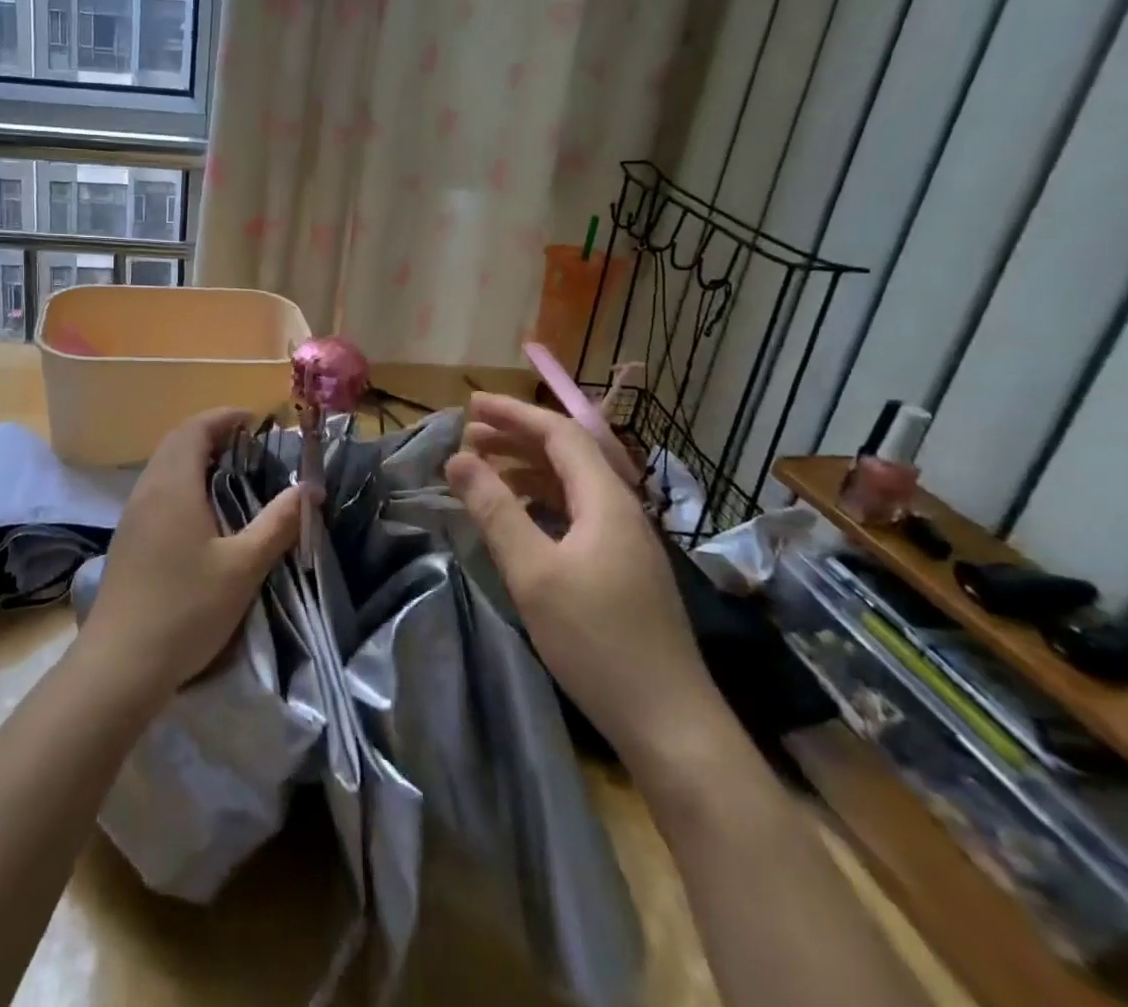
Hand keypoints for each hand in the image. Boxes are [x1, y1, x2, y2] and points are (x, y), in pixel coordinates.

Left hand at [80, 408, 300, 704]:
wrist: (119, 664)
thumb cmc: (186, 609)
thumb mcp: (243, 567)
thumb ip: (278, 524)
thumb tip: (309, 488)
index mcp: (174, 484)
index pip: (196, 428)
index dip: (225, 417)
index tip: (256, 420)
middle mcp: (148, 489)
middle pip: (178, 442)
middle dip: (213, 434)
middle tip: (250, 446)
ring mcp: (132, 514)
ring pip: (165, 466)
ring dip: (196, 458)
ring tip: (233, 474)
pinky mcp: (128, 538)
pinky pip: (158, 490)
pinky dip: (183, 482)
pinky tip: (203, 513)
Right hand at [445, 392, 718, 761]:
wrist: (669, 723)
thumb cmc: (596, 640)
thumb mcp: (533, 572)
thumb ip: (494, 510)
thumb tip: (457, 458)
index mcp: (606, 499)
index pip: (559, 433)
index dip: (513, 413)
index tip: (469, 405)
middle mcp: (621, 509)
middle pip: (568, 453)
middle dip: (516, 436)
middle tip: (467, 435)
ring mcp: (626, 540)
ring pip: (572, 484)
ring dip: (527, 468)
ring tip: (483, 469)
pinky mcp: (623, 567)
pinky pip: (576, 511)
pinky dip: (541, 500)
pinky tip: (518, 515)